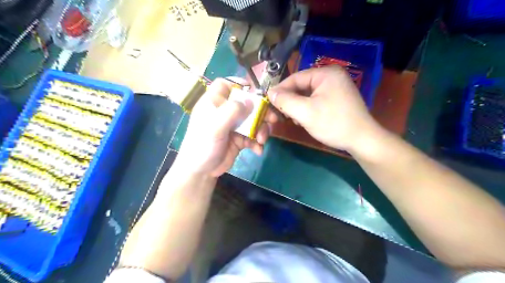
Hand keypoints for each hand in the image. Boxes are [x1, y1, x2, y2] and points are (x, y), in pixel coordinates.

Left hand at [176, 78, 277, 177]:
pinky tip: (257, 150)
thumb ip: (232, 111)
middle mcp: (225, 111)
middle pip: (246, 103)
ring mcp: (234, 125)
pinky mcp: (240, 139)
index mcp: (214, 103)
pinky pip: (253, 136)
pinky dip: (257, 142)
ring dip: (261, 129)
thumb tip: (251, 101)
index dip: (239, 84)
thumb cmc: (203, 144)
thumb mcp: (215, 126)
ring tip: (262, 140)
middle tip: (272, 119)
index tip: (254, 92)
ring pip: (253, 120)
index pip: (225, 85)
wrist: (202, 171)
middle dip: (261, 112)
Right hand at [270, 67, 380, 152]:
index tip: (268, 102)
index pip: (295, 77)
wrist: (362, 140)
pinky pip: (315, 100)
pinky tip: (303, 120)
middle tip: (279, 114)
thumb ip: (285, 101)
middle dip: (289, 100)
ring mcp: (335, 88)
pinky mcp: (337, 99)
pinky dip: (306, 109)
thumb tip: (270, 92)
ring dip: (297, 106)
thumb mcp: (305, 112)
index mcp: (326, 74)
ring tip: (292, 119)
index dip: (280, 90)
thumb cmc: (333, 124)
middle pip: (301, 86)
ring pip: (307, 95)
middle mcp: (331, 77)